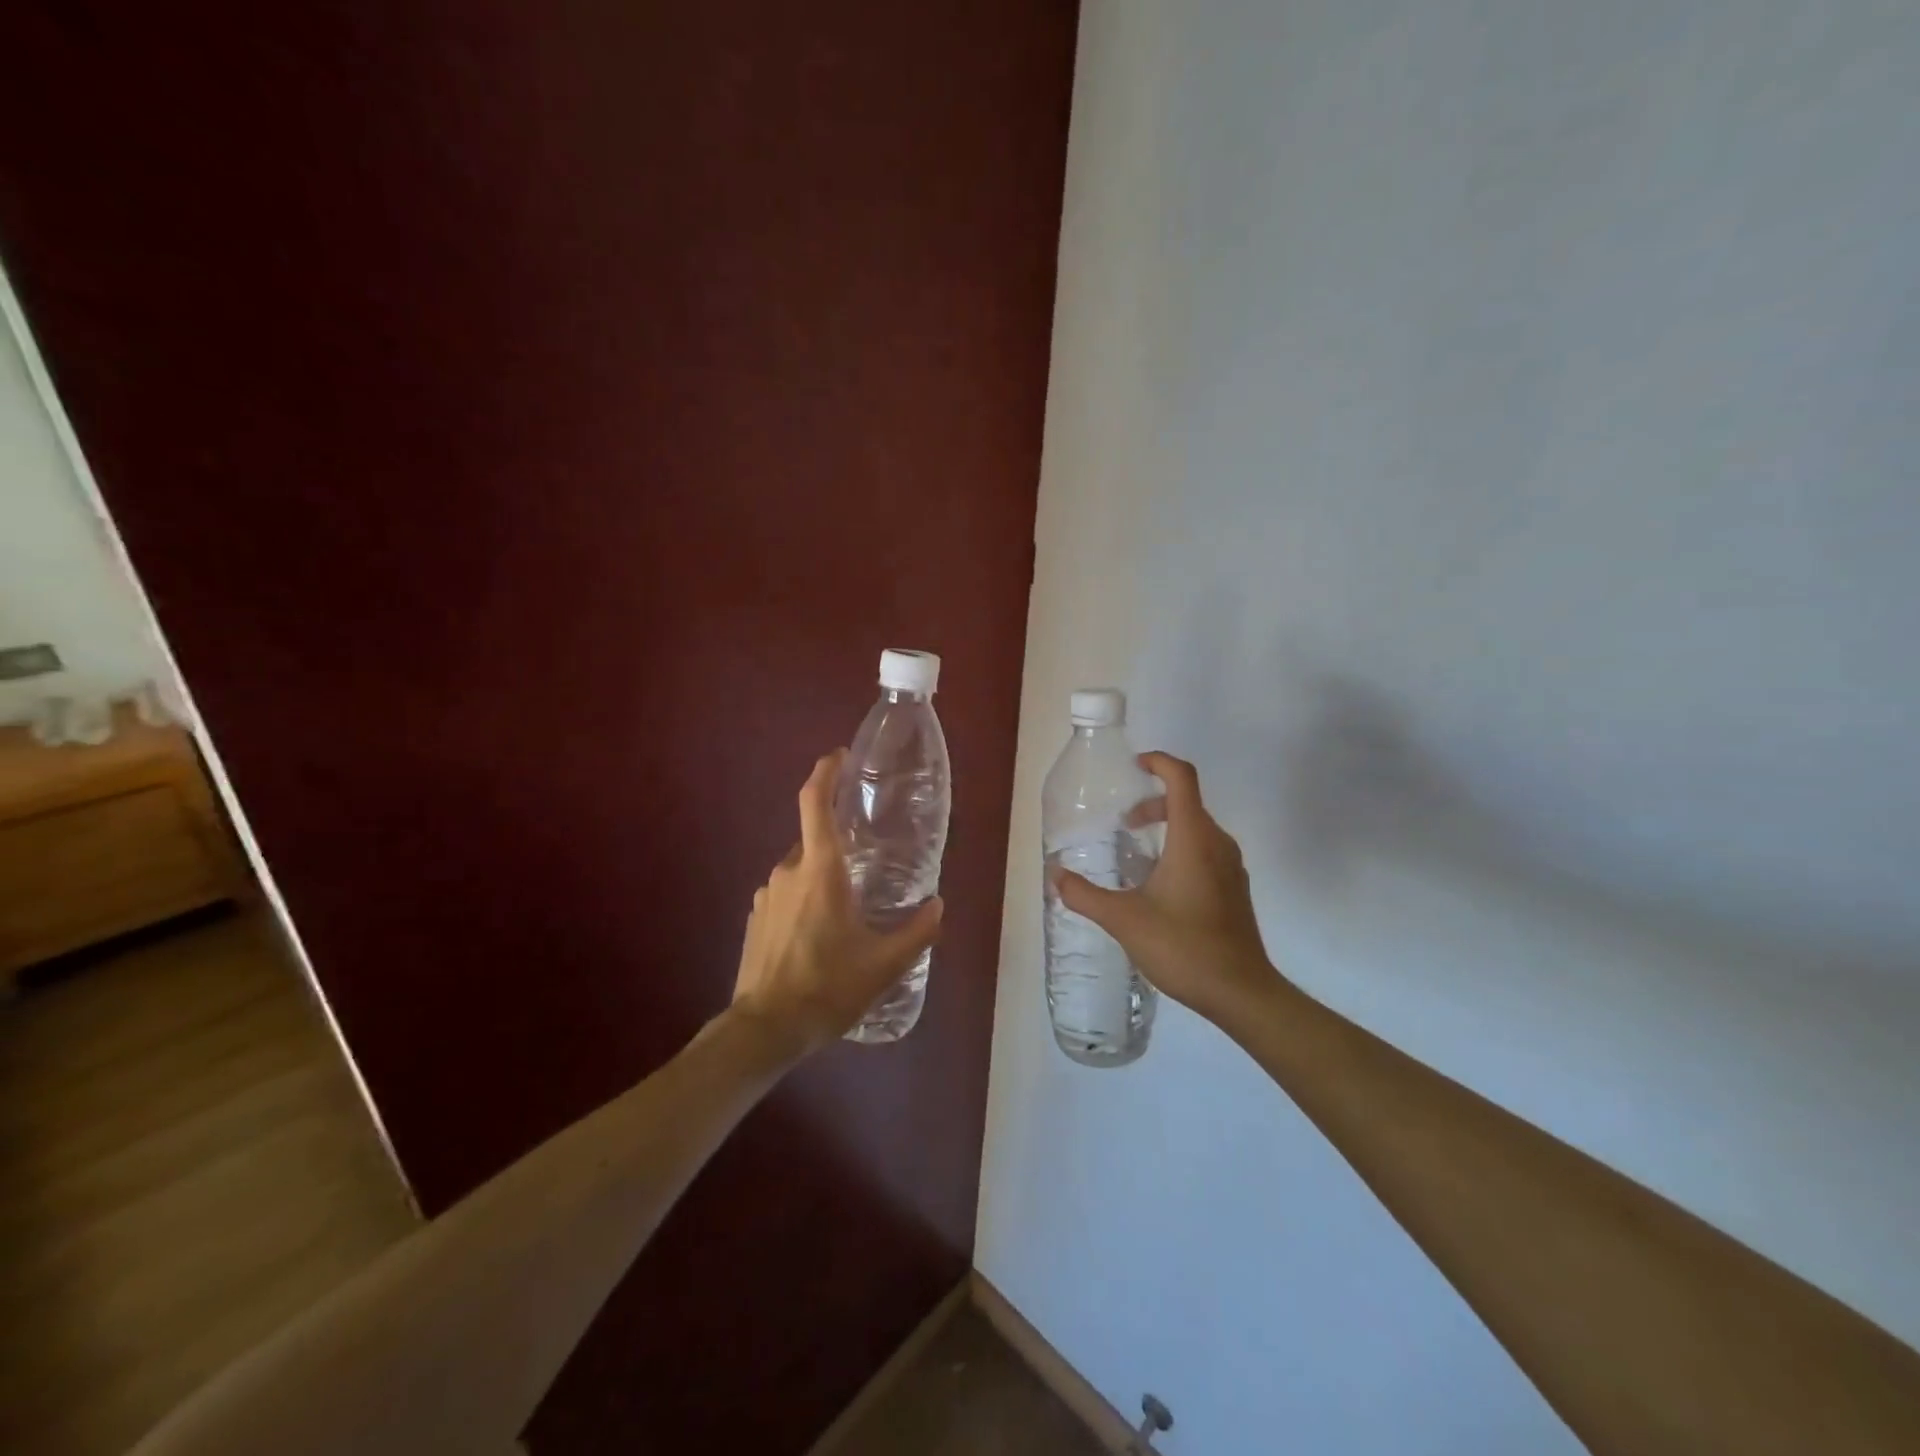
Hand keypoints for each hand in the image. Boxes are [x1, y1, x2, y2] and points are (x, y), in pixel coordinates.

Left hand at [730, 750, 944, 1055]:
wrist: (764, 1029)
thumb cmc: (826, 987)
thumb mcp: (883, 964)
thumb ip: (916, 931)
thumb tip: (938, 905)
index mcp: (820, 870)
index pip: (815, 802)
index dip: (826, 772)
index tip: (840, 756)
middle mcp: (789, 871)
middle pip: (815, 839)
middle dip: (841, 844)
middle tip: (870, 862)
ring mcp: (767, 894)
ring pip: (802, 870)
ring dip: (825, 878)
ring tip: (850, 909)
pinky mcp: (756, 917)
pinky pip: (787, 893)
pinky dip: (807, 899)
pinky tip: (822, 934)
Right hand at [1052, 752, 1279, 1027]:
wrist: (1241, 992)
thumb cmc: (1183, 946)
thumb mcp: (1124, 919)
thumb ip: (1085, 895)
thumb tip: (1054, 875)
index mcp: (1193, 838)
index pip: (1182, 777)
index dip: (1158, 762)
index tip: (1134, 766)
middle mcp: (1217, 843)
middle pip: (1187, 801)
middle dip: (1153, 803)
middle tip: (1124, 824)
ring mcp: (1232, 867)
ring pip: (1198, 828)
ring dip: (1167, 827)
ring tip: (1137, 855)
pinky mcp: (1235, 888)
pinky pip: (1207, 851)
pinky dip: (1181, 849)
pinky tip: (1160, 886)